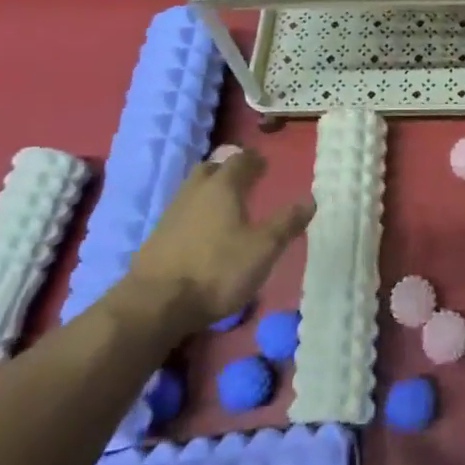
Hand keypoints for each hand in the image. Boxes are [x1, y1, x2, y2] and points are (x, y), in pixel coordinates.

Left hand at [118, 150, 313, 337]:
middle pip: (211, 169)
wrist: (155, 304)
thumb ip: (286, 223)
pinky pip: (180, 214)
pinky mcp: (156, 238)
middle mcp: (195, 192)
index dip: (254, 160)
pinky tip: (201, 234)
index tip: (264, 165)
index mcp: (223, 187)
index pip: (240, 160)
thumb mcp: (262, 250)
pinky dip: (194, 215)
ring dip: (208, 192)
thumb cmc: (217, 271)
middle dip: (227, 171)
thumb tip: (310, 200)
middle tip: (243, 181)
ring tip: (224, 208)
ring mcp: (171, 214)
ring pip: (192, 191)